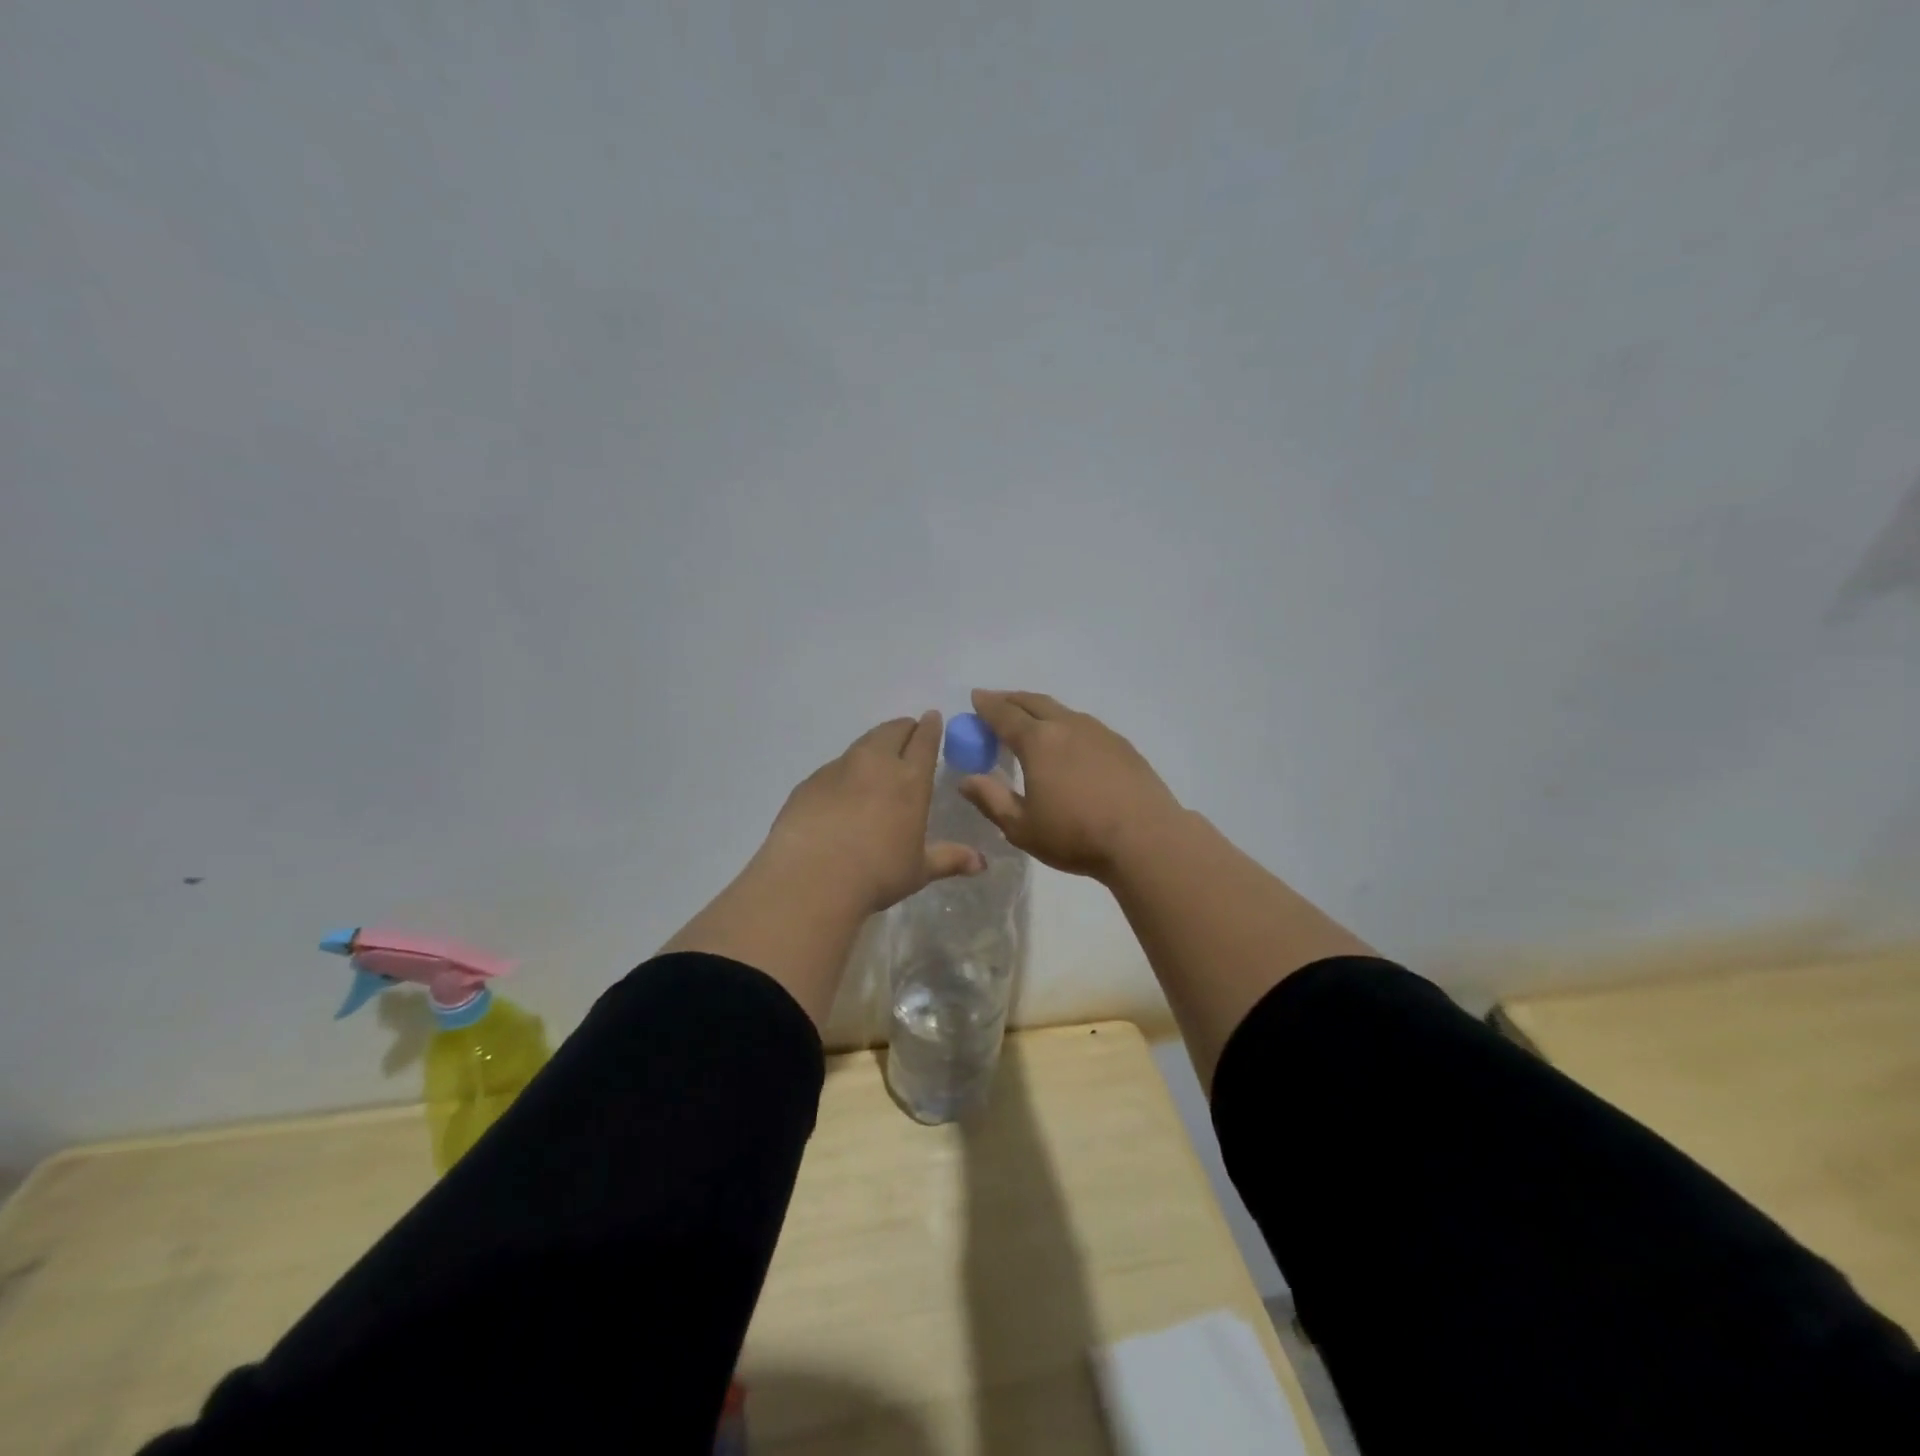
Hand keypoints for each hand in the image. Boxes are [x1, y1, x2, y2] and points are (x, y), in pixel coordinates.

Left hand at [761, 711, 985, 916]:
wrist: (811, 878)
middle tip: (908, 734)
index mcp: (910, 780)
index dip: (930, 727)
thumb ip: (949, 859)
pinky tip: (843, 790)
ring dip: (875, 744)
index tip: (933, 718)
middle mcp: (876, 764)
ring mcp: (839, 769)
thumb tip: (981, 864)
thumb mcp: (918, 870)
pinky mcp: (810, 782)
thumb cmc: (876, 875)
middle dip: (904, 728)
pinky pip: (835, 767)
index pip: (924, 740)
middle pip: (892, 731)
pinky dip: (846, 770)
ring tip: (878, 757)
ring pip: (862, 743)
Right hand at [961, 690, 1183, 880]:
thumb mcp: (1022, 827)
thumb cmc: (1076, 835)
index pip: (1004, 715)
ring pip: (1062, 711)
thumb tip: (967, 780)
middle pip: (1034, 702)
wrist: (1146, 838)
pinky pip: (1084, 725)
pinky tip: (1069, 741)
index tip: (975, 698)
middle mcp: (1067, 726)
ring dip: (1040, 709)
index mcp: (1038, 741)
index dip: (987, 705)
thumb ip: (991, 800)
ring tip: (1031, 720)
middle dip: (1011, 699)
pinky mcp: (1122, 745)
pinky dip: (1066, 724)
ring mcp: (1099, 732)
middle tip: (997, 702)